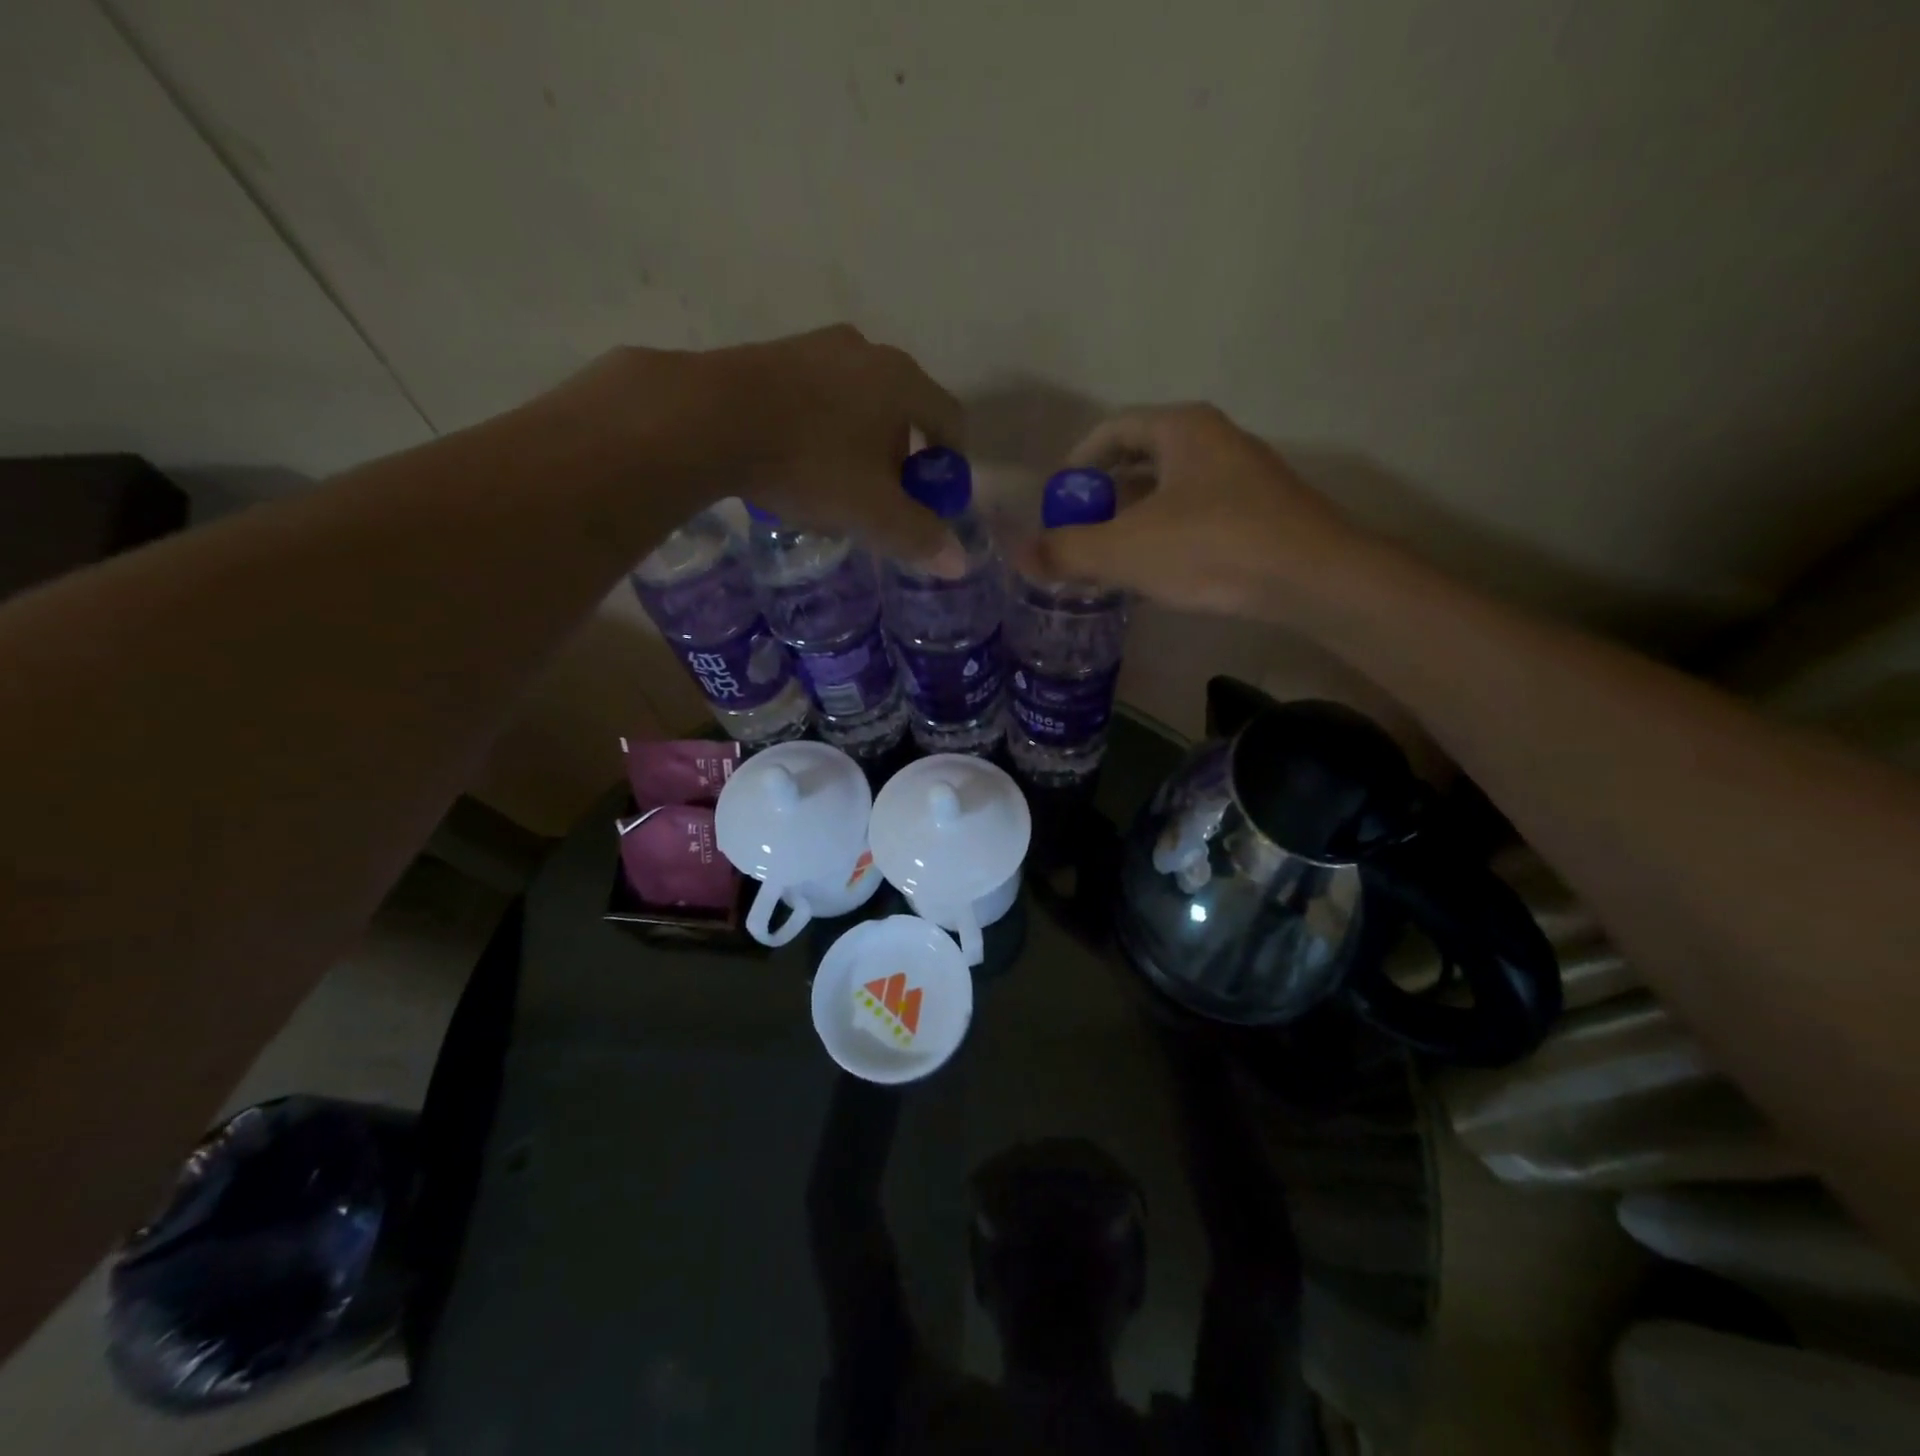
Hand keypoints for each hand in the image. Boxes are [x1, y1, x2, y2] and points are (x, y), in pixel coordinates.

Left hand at [556, 326, 965, 572]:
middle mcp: (866, 350)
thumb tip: (959, 562)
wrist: (707, 419)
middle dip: (901, 459)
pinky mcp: (772, 353)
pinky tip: (796, 462)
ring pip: (857, 403)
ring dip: (858, 445)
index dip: (952, 464)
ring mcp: (816, 346)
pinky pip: (816, 397)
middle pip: (903, 411)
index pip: (950, 419)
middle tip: (883, 501)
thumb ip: (919, 536)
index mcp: (901, 380)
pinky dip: (821, 430)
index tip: (937, 499)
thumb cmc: (809, 463)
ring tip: (834, 486)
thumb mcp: (872, 512)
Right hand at [1022, 404, 1366, 620]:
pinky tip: (1157, 569)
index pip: (1113, 429)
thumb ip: (1067, 551)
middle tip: (1078, 530)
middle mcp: (1214, 440)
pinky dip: (1166, 532)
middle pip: (1142, 458)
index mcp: (1181, 429)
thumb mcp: (1126, 551)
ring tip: (1110, 555)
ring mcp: (1243, 476)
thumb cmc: (1212, 548)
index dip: (1077, 461)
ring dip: (1135, 516)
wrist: (1313, 578)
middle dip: (1104, 493)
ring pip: (1171, 488)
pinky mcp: (1261, 512)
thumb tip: (1018, 554)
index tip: (1057, 498)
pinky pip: (1197, 512)